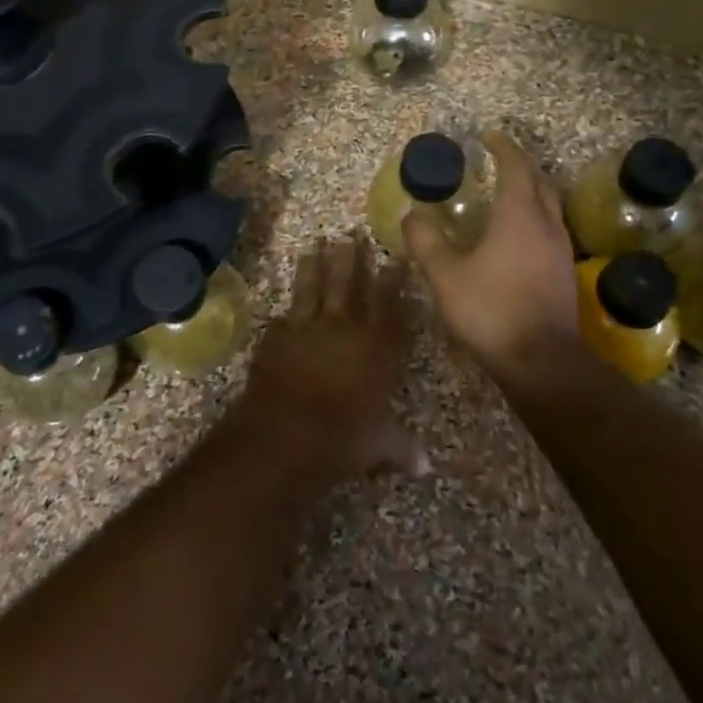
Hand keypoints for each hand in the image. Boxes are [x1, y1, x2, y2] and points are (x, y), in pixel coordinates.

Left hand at [232, 235, 425, 481]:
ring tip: (315, 245)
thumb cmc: (344, 436)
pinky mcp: (276, 336)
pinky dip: (285, 313)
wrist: (287, 430)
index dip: (394, 281)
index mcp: (375, 346)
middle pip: (348, 284)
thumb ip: (401, 447)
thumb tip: (426, 468)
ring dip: (314, 266)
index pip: (389, 305)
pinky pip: (283, 318)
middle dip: (351, 258)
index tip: (397, 258)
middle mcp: (343, 328)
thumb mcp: (379, 444)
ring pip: (312, 288)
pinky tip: (283, 309)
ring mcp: (306, 327)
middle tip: (351, 234)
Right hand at [403, 131, 578, 371]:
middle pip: (540, 182)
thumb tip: (411, 214)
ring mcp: (561, 250)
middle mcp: (546, 225)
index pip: (516, 168)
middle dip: (521, 165)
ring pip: (550, 206)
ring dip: (531, 191)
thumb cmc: (491, 310)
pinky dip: (535, 216)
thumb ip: (426, 241)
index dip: (503, 149)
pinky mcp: (564, 273)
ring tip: (507, 192)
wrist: (541, 361)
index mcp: (519, 216)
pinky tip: (519, 235)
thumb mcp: (446, 275)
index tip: (488, 137)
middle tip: (498, 160)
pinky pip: (552, 228)